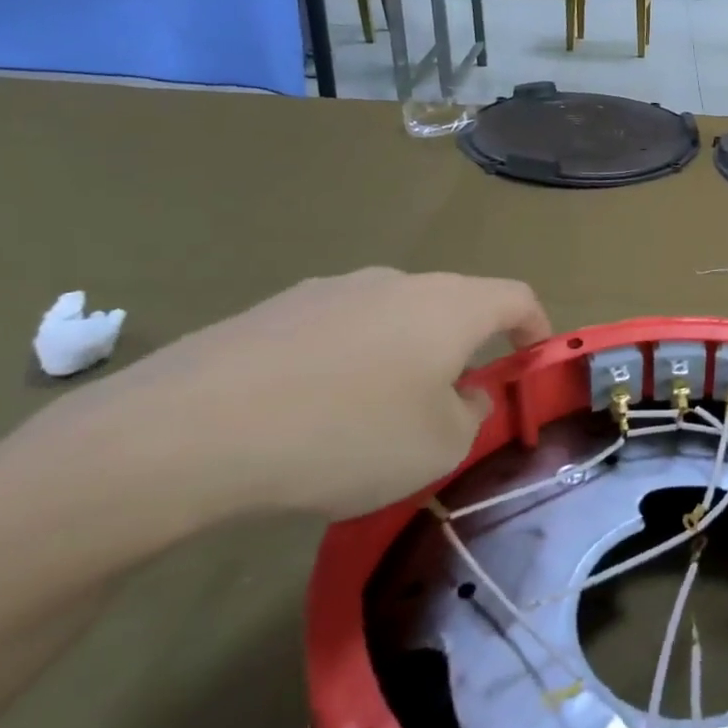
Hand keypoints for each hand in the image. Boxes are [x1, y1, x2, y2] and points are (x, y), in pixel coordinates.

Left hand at [21, 269, 550, 521]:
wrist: (191, 430)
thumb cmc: (348, 434)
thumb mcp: (440, 446)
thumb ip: (471, 414)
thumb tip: (463, 393)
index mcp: (449, 304)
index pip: (517, 298)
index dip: (536, 328)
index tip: (532, 362)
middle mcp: (395, 282)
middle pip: (452, 307)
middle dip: (464, 351)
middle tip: (451, 406)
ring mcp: (330, 290)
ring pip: (392, 319)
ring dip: (404, 357)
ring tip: (375, 417)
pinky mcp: (273, 310)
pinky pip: (337, 332)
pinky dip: (349, 363)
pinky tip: (313, 413)